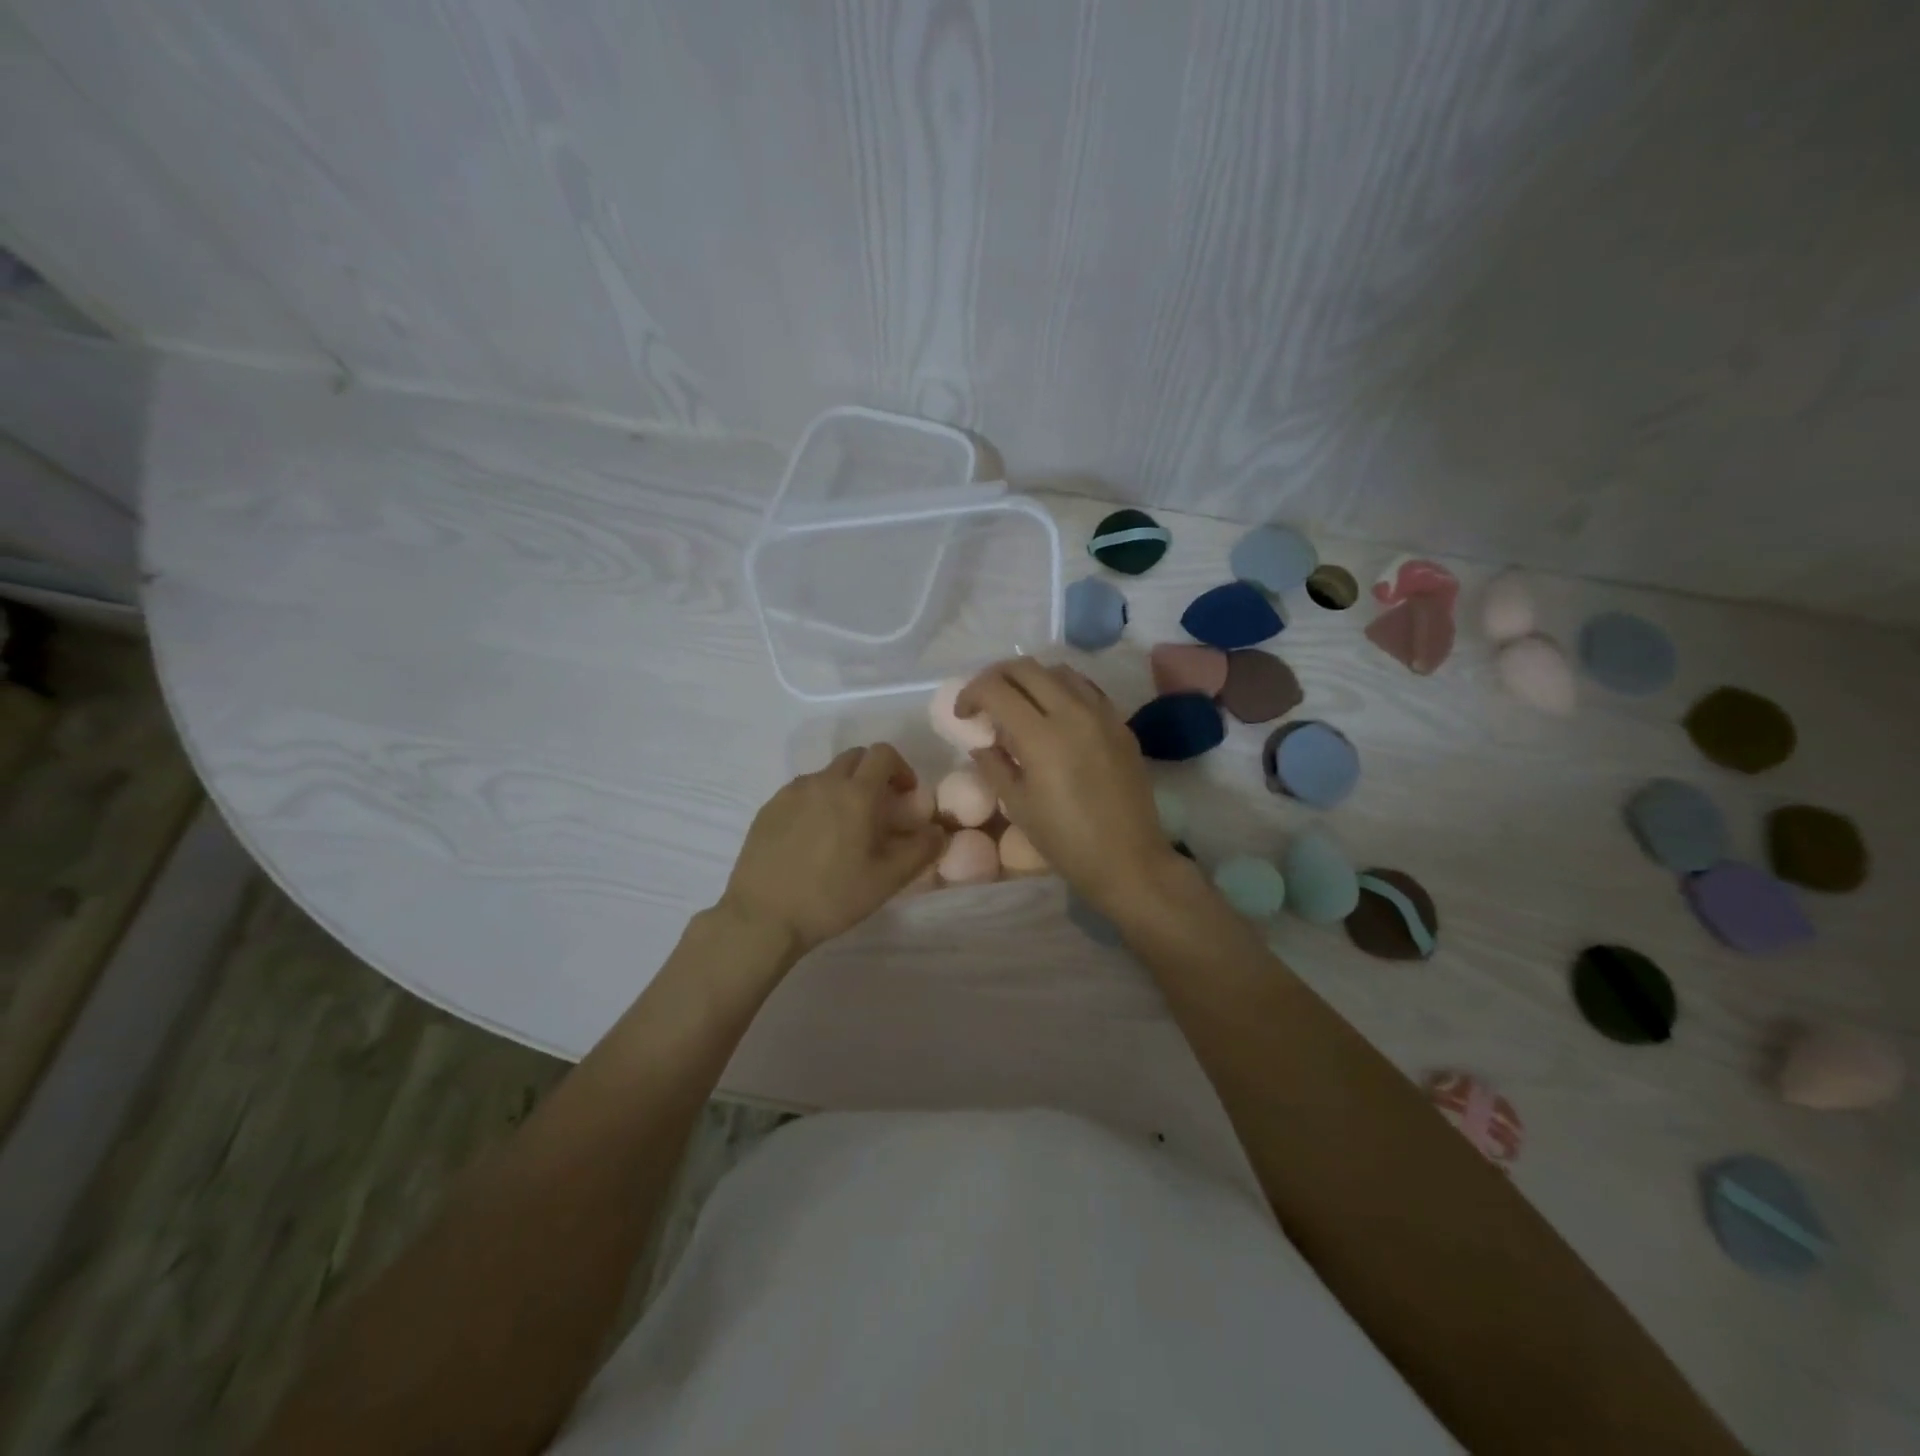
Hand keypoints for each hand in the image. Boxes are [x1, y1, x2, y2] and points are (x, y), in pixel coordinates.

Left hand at [719, 743, 945, 956]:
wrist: (763, 916)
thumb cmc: (832, 897)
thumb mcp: (887, 880)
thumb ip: (921, 850)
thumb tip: (938, 830)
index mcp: (856, 793)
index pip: (883, 754)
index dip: (900, 768)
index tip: (905, 795)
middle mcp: (823, 782)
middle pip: (855, 758)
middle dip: (872, 774)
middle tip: (878, 809)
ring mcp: (791, 792)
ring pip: (827, 775)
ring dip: (843, 788)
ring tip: (844, 828)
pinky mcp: (769, 808)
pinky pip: (801, 792)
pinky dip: (816, 802)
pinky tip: (813, 839)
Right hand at [959, 659, 1181, 916]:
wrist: (1128, 859)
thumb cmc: (1066, 840)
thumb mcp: (1018, 805)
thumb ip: (994, 765)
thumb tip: (981, 743)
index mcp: (1041, 736)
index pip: (995, 689)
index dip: (971, 694)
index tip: (964, 714)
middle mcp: (1072, 712)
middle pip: (1025, 668)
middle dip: (996, 678)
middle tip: (985, 702)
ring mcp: (1101, 713)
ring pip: (1058, 671)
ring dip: (1030, 679)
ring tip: (1020, 705)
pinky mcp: (1120, 723)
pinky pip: (1086, 688)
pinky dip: (1061, 688)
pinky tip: (1054, 713)